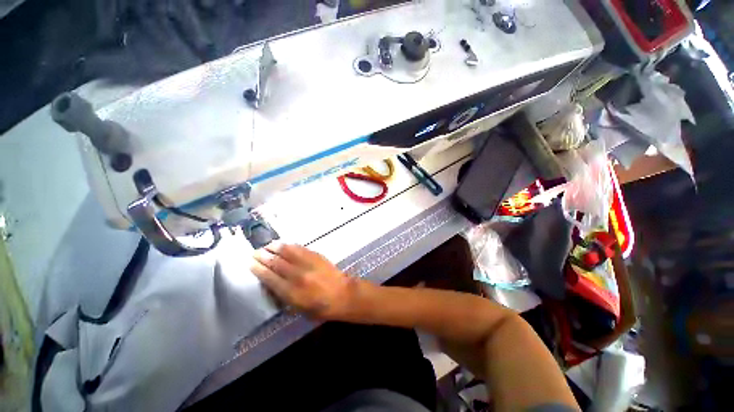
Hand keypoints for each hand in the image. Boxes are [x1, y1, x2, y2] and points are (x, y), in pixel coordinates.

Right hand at [250, 242, 356, 319]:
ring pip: (287, 252)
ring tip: (267, 246)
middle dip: (263, 256)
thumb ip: (284, 296)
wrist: (342, 294)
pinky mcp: (316, 256)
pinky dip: (289, 246)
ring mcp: (307, 263)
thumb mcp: (298, 309)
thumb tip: (273, 284)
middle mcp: (297, 275)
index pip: (269, 278)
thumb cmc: (320, 308)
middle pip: (276, 263)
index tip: (250, 263)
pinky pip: (300, 248)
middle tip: (254, 252)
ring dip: (275, 247)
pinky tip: (284, 244)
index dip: (258, 269)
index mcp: (291, 292)